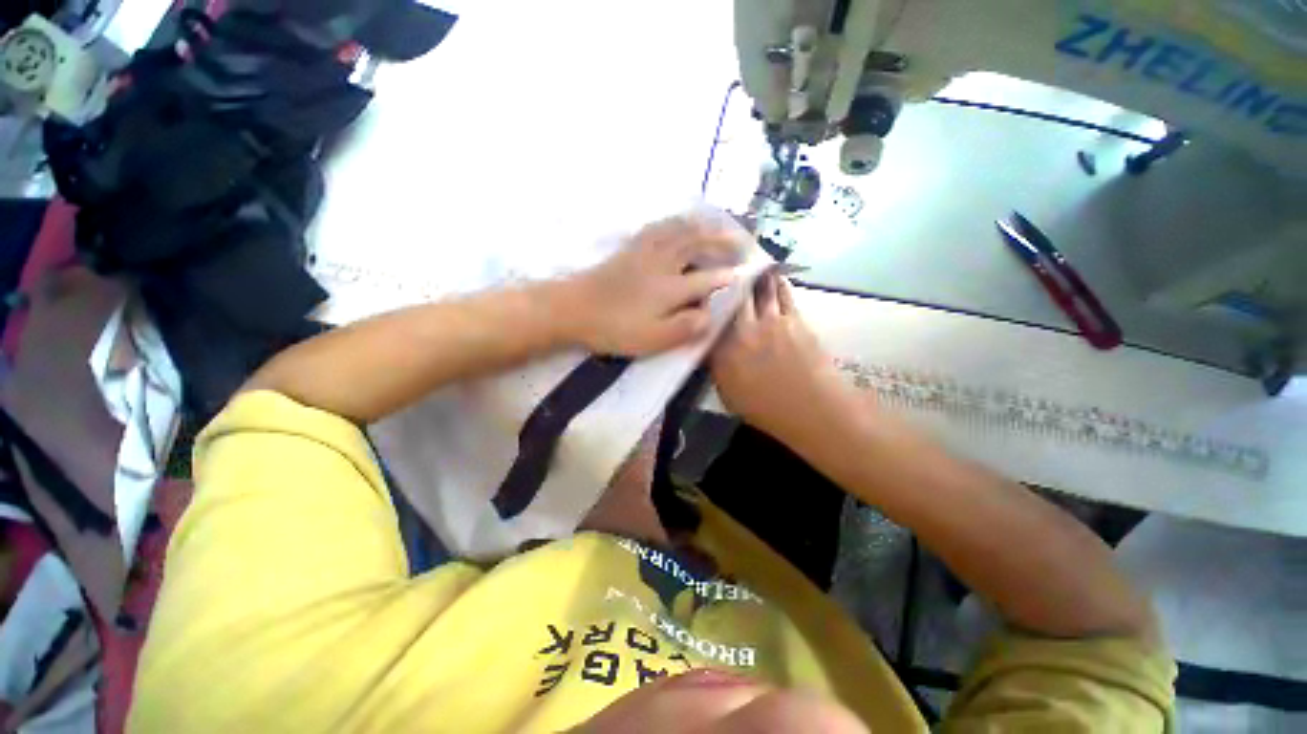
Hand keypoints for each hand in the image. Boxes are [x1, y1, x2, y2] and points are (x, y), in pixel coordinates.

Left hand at [562, 215, 745, 355]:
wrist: (573, 309)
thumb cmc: (614, 327)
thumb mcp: (652, 339)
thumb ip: (685, 328)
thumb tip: (711, 316)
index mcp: (670, 288)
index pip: (708, 280)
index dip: (730, 278)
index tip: (749, 274)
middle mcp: (663, 263)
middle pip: (698, 244)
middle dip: (724, 241)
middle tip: (743, 241)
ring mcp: (645, 252)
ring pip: (680, 229)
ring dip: (704, 225)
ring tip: (718, 225)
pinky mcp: (631, 248)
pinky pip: (659, 226)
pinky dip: (676, 221)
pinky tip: (679, 221)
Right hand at [710, 274, 853, 440]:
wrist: (812, 409)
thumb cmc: (768, 410)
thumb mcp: (729, 395)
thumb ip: (717, 368)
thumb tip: (711, 347)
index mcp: (723, 353)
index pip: (709, 319)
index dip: (706, 301)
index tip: (704, 290)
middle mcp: (743, 331)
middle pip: (732, 298)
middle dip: (728, 280)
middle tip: (726, 267)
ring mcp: (770, 322)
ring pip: (758, 290)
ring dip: (754, 275)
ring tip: (750, 262)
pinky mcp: (793, 319)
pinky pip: (781, 294)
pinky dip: (776, 282)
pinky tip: (773, 275)